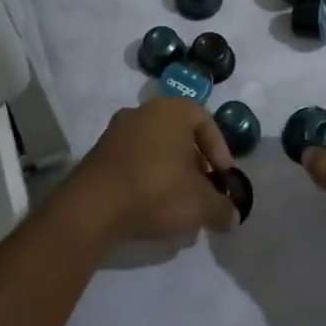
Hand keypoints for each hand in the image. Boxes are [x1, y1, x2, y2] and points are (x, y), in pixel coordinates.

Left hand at [62, 97, 238, 246]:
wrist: (92, 207)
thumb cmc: (156, 190)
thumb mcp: (201, 204)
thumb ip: (223, 208)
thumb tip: (232, 216)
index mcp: (171, 110)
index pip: (205, 121)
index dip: (219, 151)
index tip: (223, 178)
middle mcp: (143, 111)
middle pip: (179, 136)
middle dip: (195, 166)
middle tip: (202, 193)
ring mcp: (117, 131)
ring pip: (156, 150)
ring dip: (171, 176)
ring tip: (178, 208)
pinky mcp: (99, 154)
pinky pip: (134, 163)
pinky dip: (147, 181)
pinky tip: (151, 210)